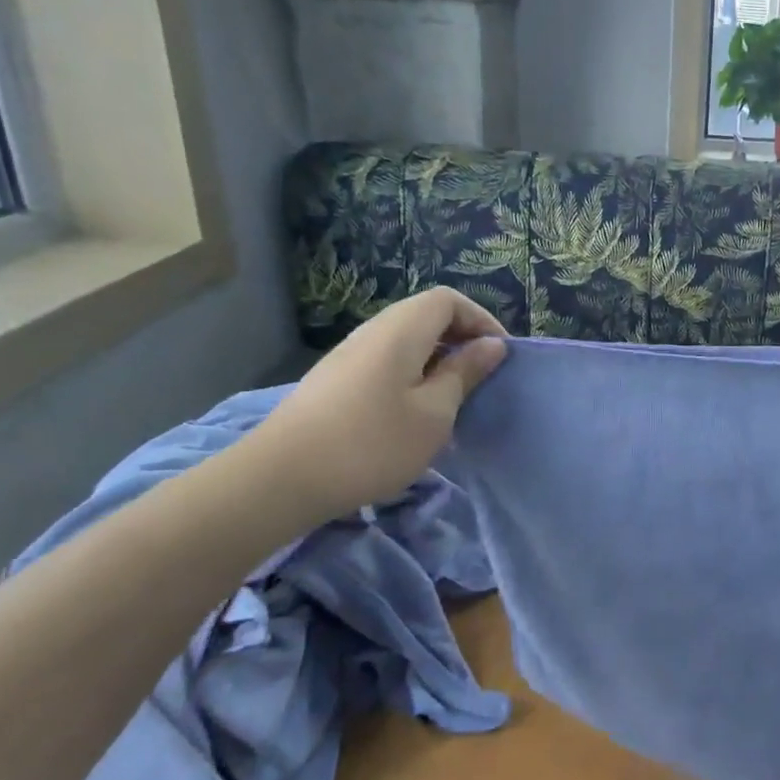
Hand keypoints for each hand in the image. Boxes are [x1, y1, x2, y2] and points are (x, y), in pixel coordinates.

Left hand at [250, 288, 506, 522]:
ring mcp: (348, 355)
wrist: (280, 480)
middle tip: (480, 376)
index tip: (499, 355)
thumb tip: (491, 345)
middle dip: (460, 338)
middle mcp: (372, 331)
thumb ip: (465, 373)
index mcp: (400, 330)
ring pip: (405, 340)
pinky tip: (414, 412)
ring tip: (452, 396)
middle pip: (425, 315)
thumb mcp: (434, 413)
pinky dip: (412, 373)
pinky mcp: (334, 381)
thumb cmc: (372, 443)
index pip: (448, 299)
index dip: (480, 319)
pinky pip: (386, 360)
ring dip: (436, 359)